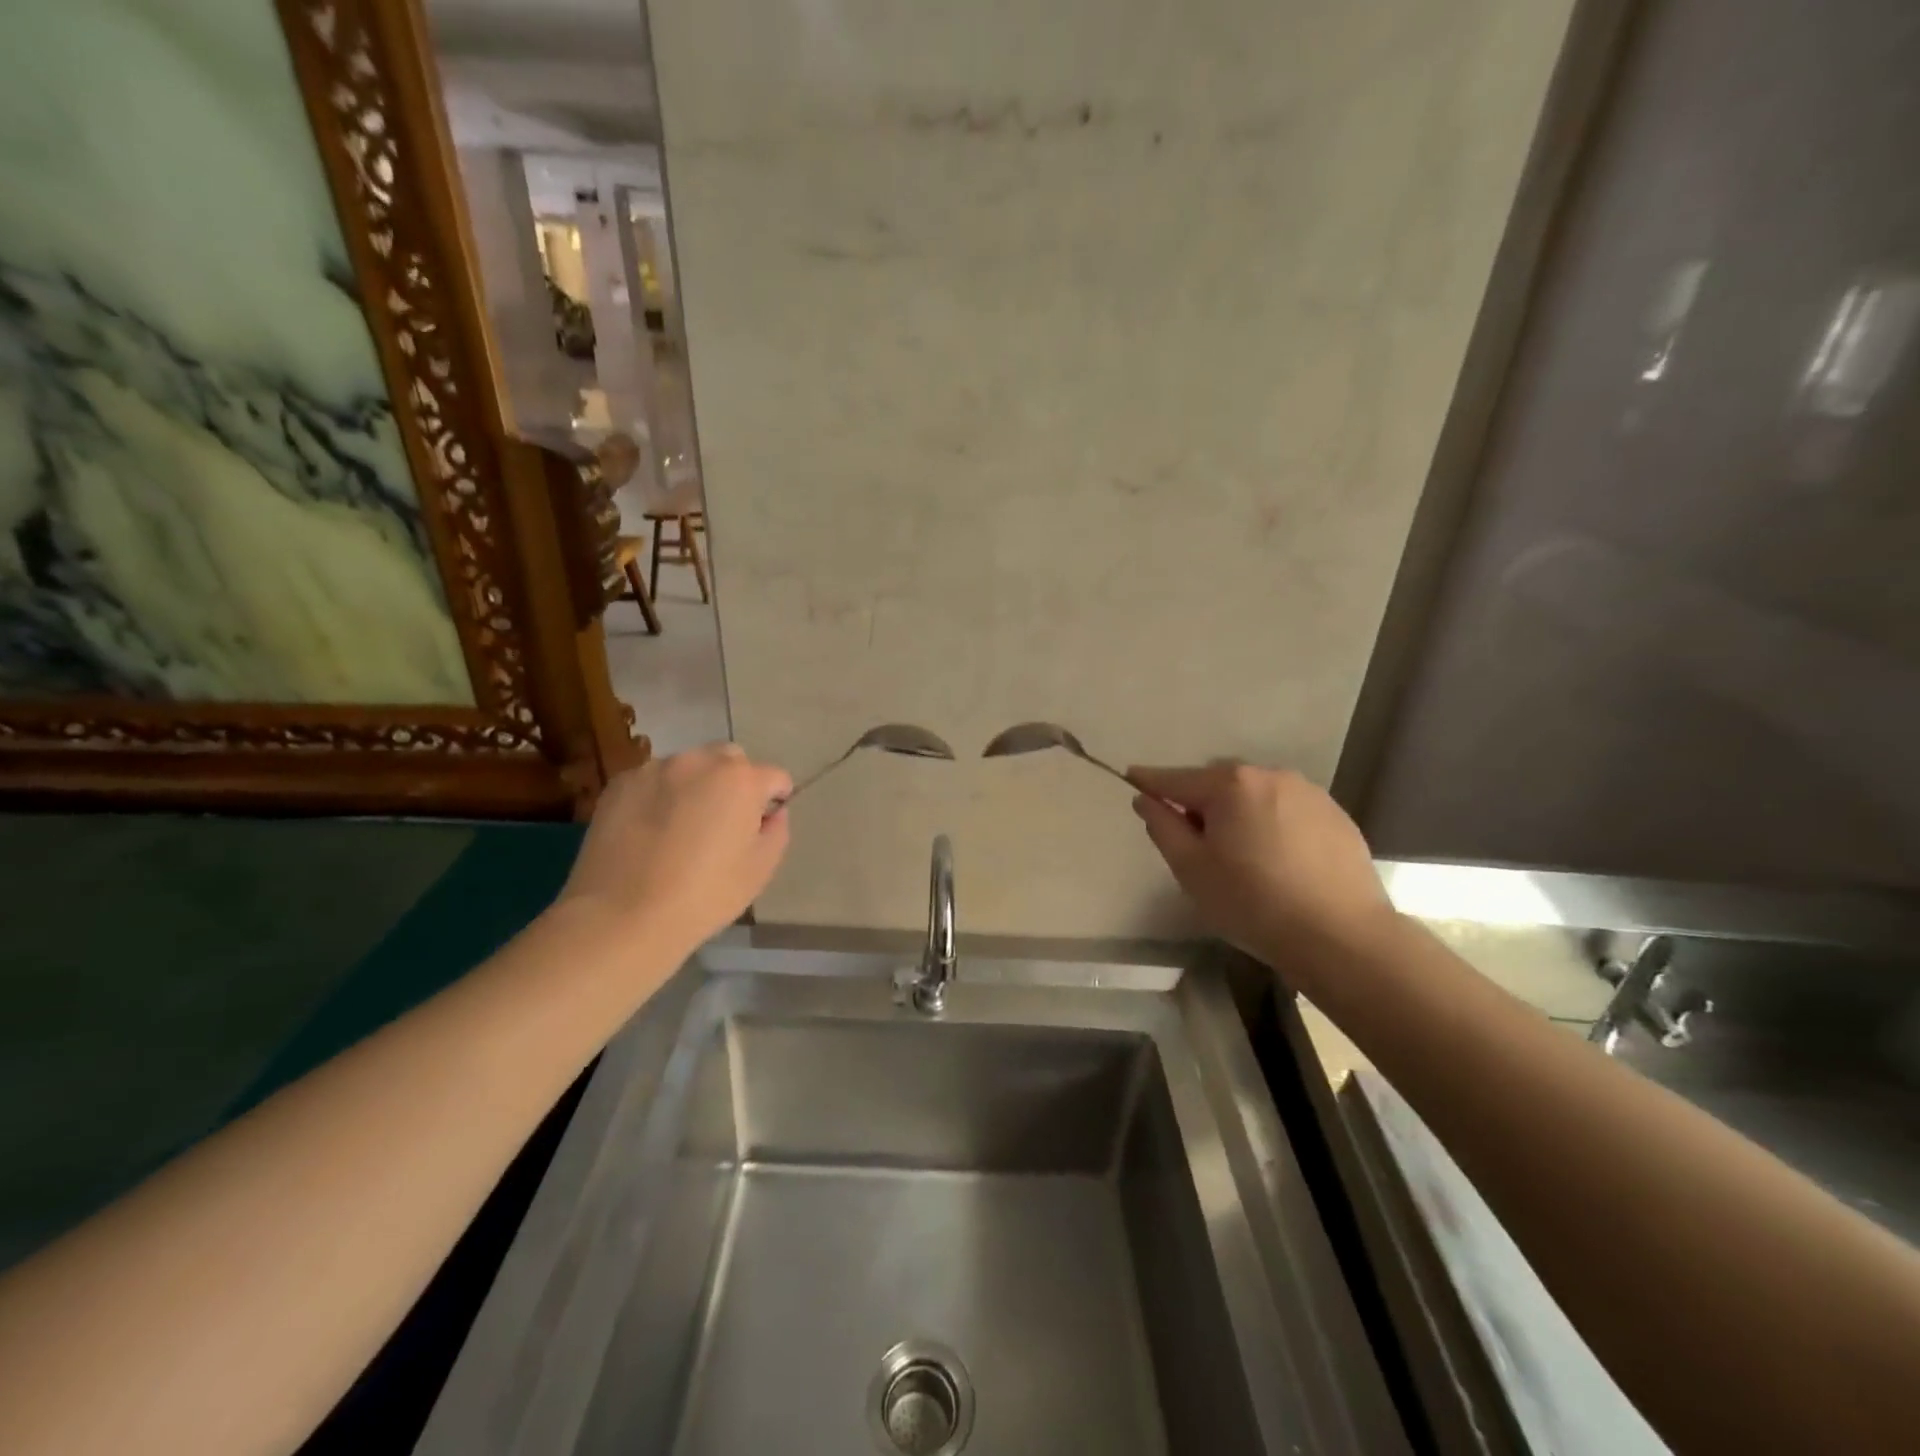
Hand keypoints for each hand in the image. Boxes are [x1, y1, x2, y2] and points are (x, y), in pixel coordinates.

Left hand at [558, 744, 792, 957]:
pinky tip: (649, 831)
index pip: (774, 777)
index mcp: (741, 780)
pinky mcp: (621, 783)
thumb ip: (777, 831)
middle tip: (722, 823)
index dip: (774, 801)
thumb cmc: (703, 896)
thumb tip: (772, 813)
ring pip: (689, 767)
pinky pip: (654, 780)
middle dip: (735, 782)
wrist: (621, 916)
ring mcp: (655, 768)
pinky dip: (660, 795)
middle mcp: (700, 761)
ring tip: (681, 827)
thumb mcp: (760, 870)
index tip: (761, 827)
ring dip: (695, 786)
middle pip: (730, 760)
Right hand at [1128, 763, 1393, 969]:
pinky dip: (1272, 823)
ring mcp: (1308, 792)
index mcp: (1229, 785)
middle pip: (1218, 782)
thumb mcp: (1192, 869)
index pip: (1176, 778)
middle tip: (1196, 842)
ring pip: (1255, 794)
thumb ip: (1163, 827)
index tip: (1131, 779)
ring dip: (1239, 812)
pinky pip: (1287, 809)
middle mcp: (1269, 775)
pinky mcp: (1335, 815)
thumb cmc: (1253, 903)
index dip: (1149, 781)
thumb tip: (1146, 799)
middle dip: (1201, 802)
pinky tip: (1277, 859)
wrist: (1342, 936)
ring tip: (1240, 853)